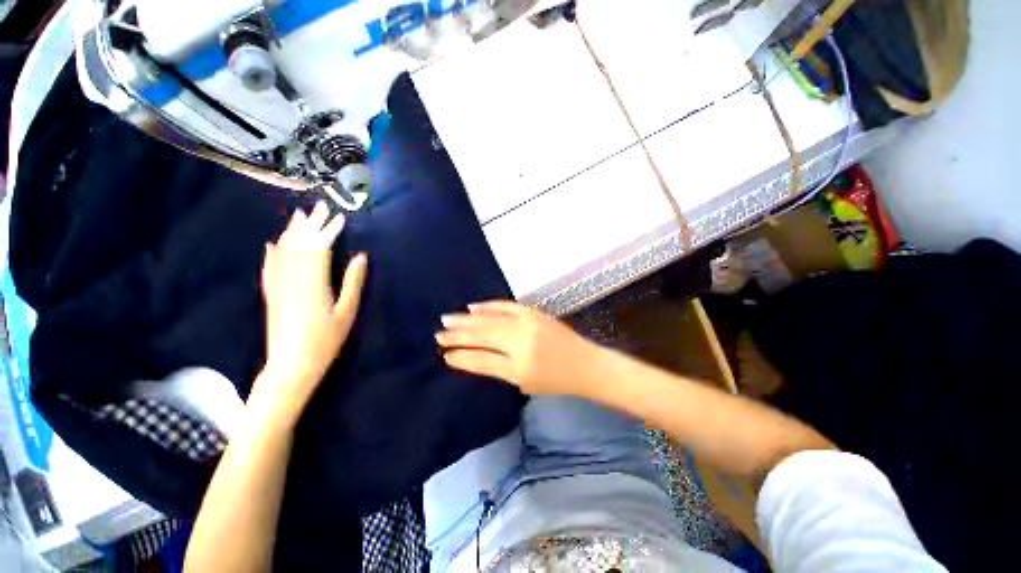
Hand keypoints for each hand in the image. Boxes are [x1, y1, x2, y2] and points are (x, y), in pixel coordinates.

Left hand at [256, 202, 367, 420]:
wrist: (290, 365)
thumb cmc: (326, 340)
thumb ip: (353, 282)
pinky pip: (270, 267)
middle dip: (312, 224)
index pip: (321, 247)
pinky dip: (272, 253)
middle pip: (301, 244)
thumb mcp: (347, 312)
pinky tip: (273, 243)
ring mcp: (278, 285)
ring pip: (283, 251)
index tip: (340, 216)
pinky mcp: (271, 294)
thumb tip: (362, 256)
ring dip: (292, 231)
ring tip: (299, 215)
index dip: (330, 230)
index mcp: (314, 282)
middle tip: (320, 205)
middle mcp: (293, 278)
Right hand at [436, 301, 603, 396]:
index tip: (443, 353)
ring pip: (491, 319)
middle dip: (459, 334)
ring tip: (449, 319)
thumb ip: (493, 366)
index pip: (481, 357)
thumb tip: (466, 358)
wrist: (585, 364)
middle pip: (482, 334)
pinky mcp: (532, 312)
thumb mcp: (521, 380)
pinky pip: (506, 306)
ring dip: (468, 319)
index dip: (461, 355)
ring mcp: (527, 321)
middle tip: (439, 333)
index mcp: (517, 361)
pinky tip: (474, 306)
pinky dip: (489, 306)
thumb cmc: (555, 380)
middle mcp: (519, 337)